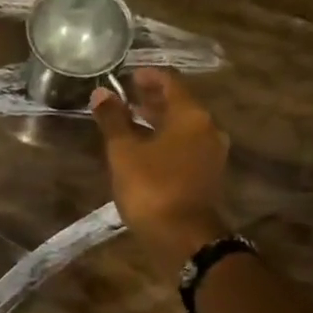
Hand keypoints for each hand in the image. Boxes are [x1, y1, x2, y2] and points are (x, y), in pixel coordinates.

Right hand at [90, 68, 230, 279]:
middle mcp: (208, 128)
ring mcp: (211, 154)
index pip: (170, 83)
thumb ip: (113, 120)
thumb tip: (101, 93)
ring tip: (132, 123)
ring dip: (159, 122)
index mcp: (191, 115)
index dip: (148, 76)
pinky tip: (147, 150)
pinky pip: (185, 147)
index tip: (127, 75)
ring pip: (183, 128)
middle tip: (127, 97)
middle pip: (179, 105)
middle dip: (152, 99)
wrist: (183, 237)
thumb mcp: (124, 152)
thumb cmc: (151, 188)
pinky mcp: (207, 175)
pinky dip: (166, 142)